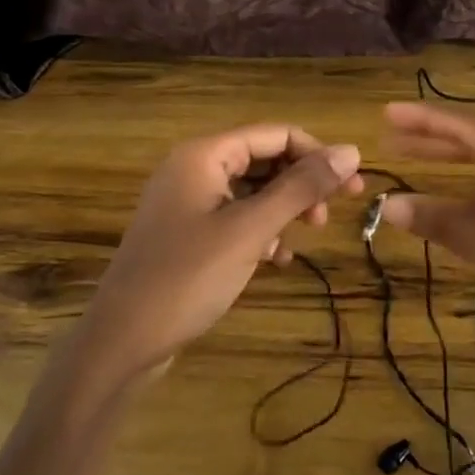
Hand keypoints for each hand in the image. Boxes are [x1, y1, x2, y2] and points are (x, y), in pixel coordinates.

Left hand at [71, 125, 363, 383]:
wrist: (123, 339)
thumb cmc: (188, 277)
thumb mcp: (250, 230)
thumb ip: (300, 188)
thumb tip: (351, 150)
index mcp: (203, 155)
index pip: (274, 134)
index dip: (316, 154)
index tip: (351, 186)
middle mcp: (193, 169)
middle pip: (262, 160)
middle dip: (301, 183)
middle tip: (332, 215)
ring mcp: (186, 202)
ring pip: (250, 191)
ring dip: (282, 209)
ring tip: (306, 236)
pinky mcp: (185, 233)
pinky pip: (233, 217)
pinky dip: (259, 230)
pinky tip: (275, 257)